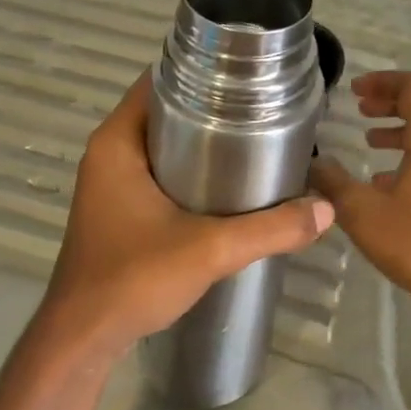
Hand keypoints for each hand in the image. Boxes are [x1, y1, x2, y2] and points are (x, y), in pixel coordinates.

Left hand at [35, 72, 335, 362]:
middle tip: (261, 112)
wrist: (84, 338)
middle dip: (210, 108)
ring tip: (253, 143)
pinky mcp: (117, 210)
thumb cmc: (133, 278)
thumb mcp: (209, 250)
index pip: (158, 81)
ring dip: (200, 143)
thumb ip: (270, 229)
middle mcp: (107, 154)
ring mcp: (109, 184)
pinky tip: (225, 187)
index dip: (202, 72)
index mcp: (116, 142)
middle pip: (164, 112)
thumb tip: (326, 210)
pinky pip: (156, 173)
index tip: (247, 77)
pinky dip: (187, 172)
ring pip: (161, 145)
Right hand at [310, 71, 410, 314]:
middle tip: (361, 107)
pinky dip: (410, 154)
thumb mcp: (362, 211)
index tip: (354, 90)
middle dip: (392, 101)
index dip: (384, 81)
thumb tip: (313, 163)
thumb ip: (333, 183)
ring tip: (369, 138)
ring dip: (401, 128)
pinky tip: (382, 180)